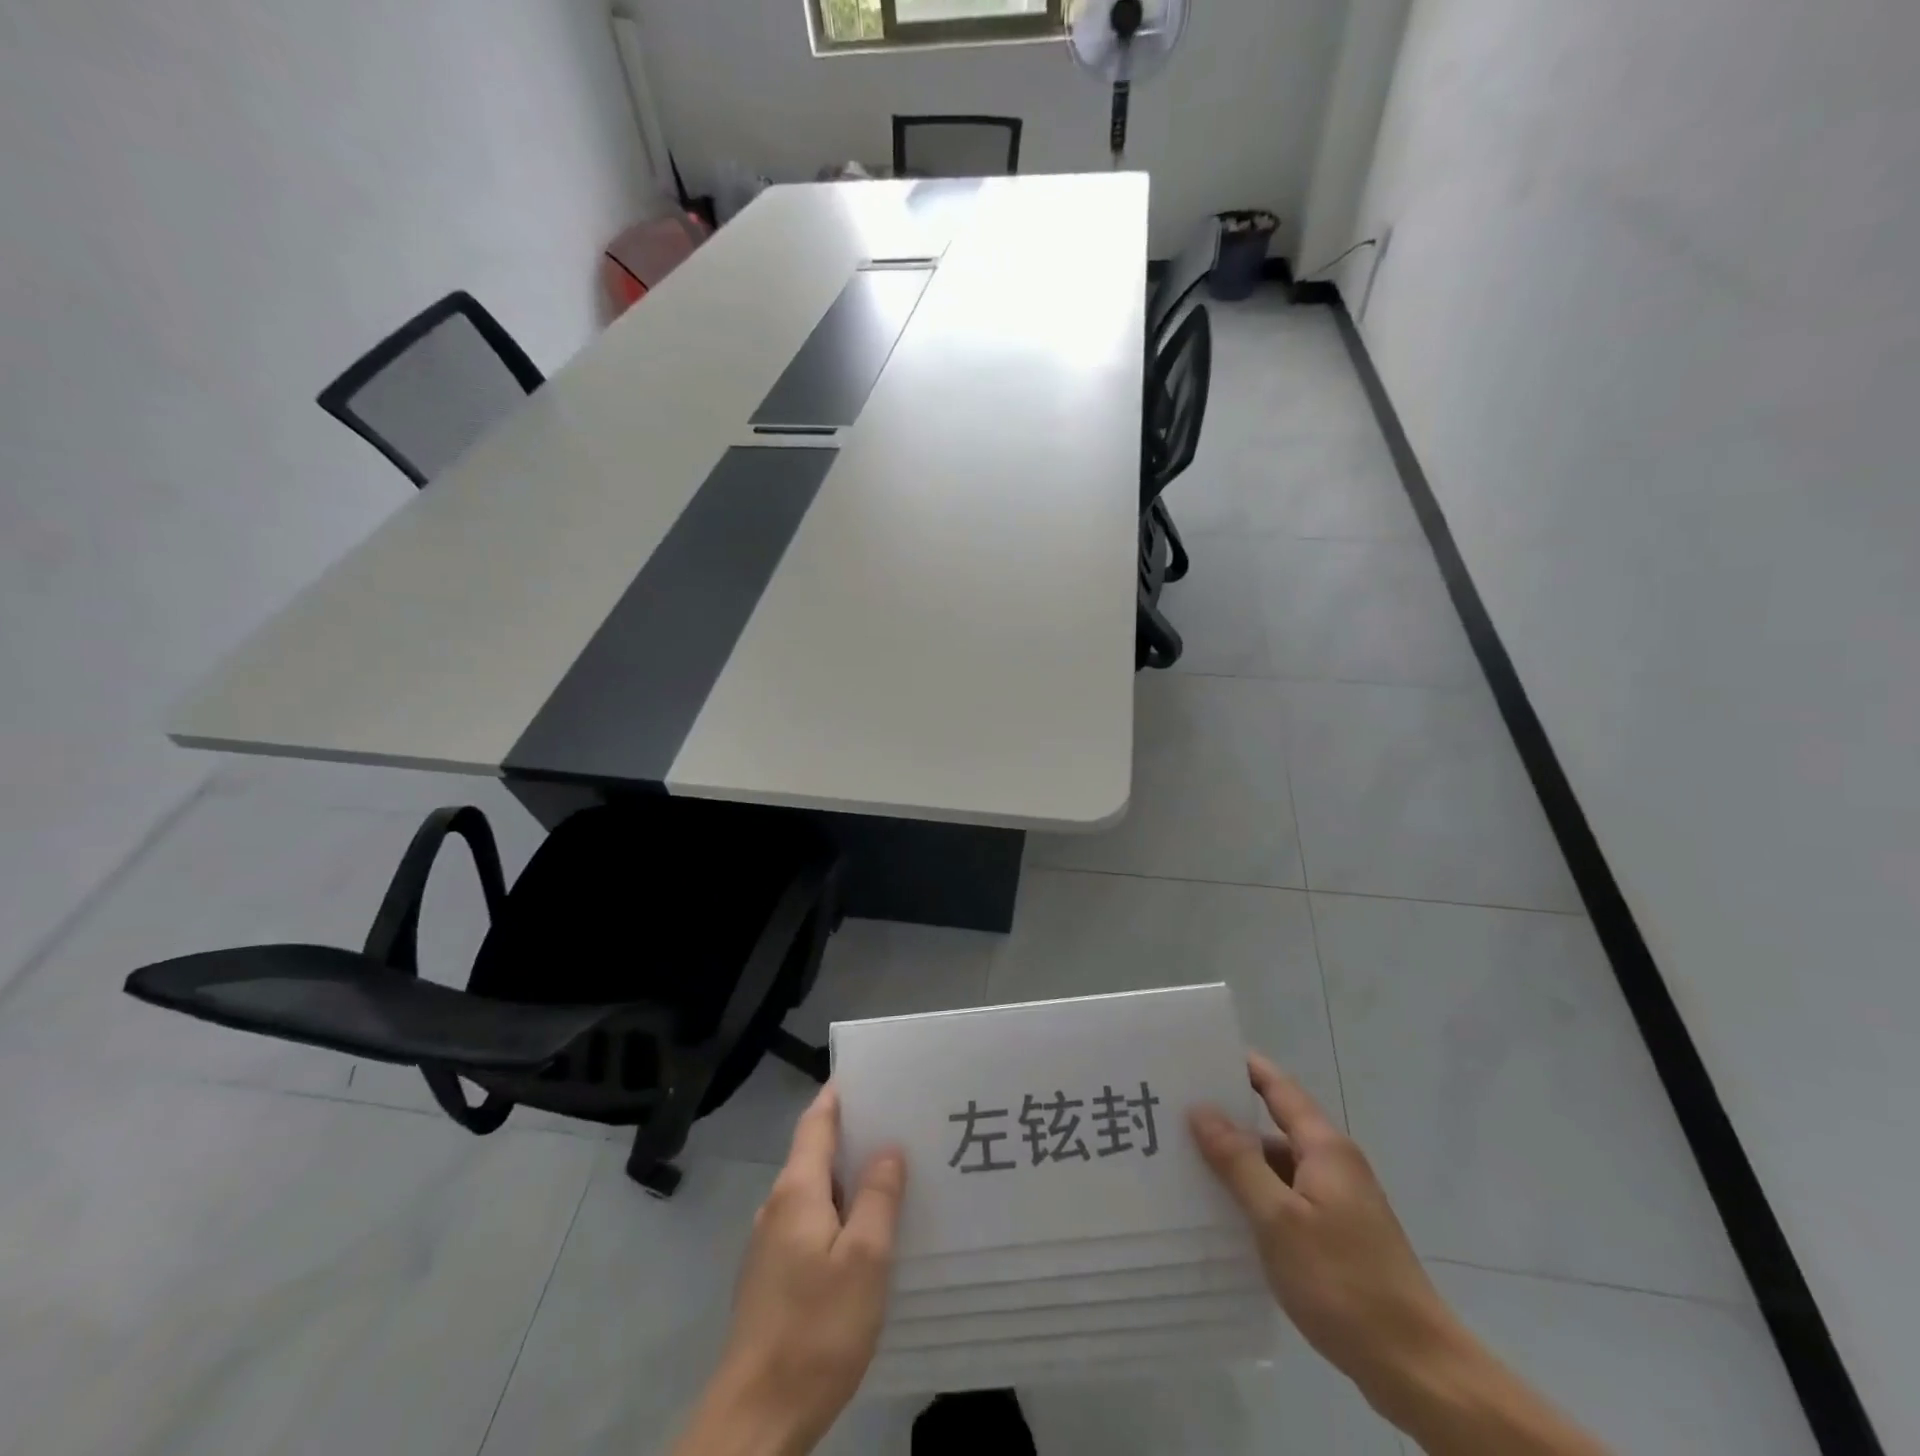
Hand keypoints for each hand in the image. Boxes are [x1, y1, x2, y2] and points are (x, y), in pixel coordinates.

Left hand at [674, 1085, 906, 1455]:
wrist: (755, 1420)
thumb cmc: (815, 1330)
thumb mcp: (864, 1260)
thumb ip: (877, 1197)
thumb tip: (888, 1148)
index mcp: (796, 1191)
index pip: (816, 1121)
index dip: (840, 1093)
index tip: (872, 1075)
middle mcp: (777, 1207)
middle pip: (816, 1152)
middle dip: (855, 1135)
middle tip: (902, 1125)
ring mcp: (770, 1245)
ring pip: (815, 1191)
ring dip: (849, 1178)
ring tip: (894, 1175)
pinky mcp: (772, 1279)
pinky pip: (811, 1225)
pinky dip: (839, 1213)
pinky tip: (867, 1235)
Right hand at [1188, 1055, 1459, 1424]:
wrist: (1418, 1370)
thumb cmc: (1344, 1282)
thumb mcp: (1279, 1219)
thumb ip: (1239, 1161)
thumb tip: (1202, 1109)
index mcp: (1325, 1147)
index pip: (1278, 1087)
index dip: (1242, 1066)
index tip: (1199, 1053)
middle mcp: (1334, 1164)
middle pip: (1275, 1124)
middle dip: (1229, 1117)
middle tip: (1175, 1110)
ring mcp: (1339, 1202)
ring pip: (1279, 1165)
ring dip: (1240, 1161)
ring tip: (1187, 1160)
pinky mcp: (1339, 1236)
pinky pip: (1287, 1198)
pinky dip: (1257, 1195)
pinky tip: (1225, 1214)